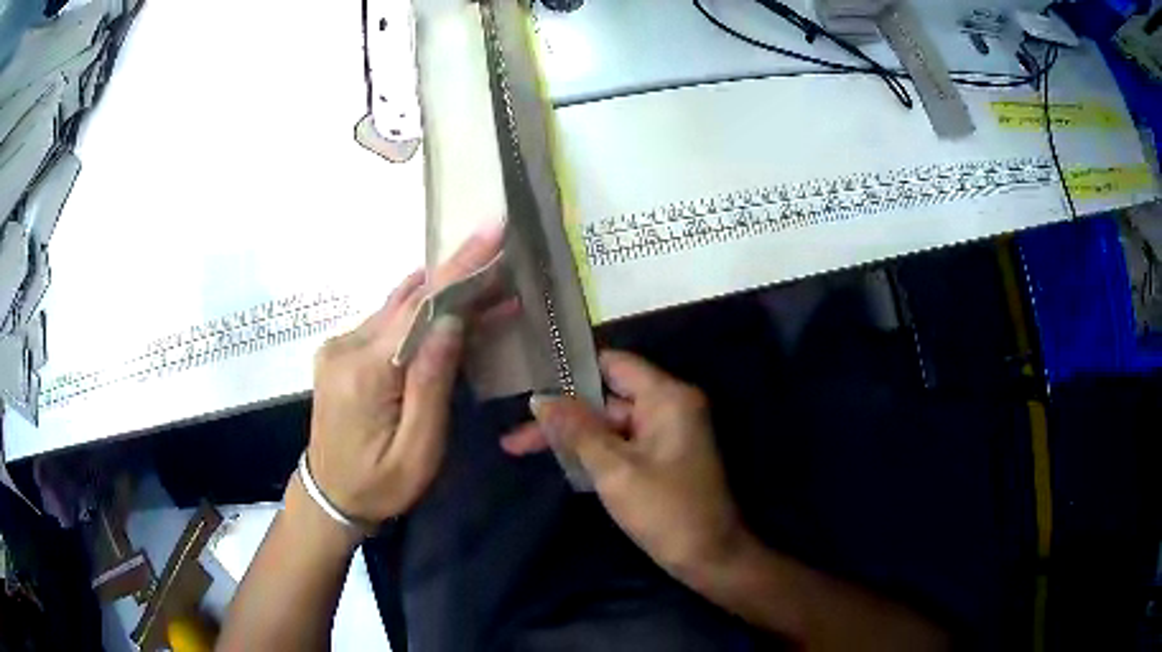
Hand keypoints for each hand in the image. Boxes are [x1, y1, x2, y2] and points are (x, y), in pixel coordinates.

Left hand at [306, 223, 502, 524]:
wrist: (329, 496)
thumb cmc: (379, 485)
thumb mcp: (418, 450)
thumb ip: (432, 384)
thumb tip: (451, 320)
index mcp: (364, 373)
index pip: (418, 309)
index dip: (459, 269)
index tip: (492, 231)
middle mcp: (345, 346)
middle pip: (408, 300)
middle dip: (457, 279)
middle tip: (501, 263)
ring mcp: (338, 345)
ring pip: (397, 307)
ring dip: (440, 296)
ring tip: (485, 289)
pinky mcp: (340, 350)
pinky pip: (386, 321)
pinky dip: (419, 314)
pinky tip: (445, 314)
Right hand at [501, 351, 746, 577]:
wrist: (711, 558)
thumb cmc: (666, 512)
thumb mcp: (615, 470)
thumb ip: (577, 431)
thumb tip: (541, 400)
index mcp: (667, 397)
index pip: (613, 364)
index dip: (572, 371)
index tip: (531, 383)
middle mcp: (669, 406)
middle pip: (605, 399)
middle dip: (562, 416)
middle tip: (514, 439)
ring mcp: (666, 433)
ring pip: (610, 425)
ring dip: (572, 437)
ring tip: (519, 448)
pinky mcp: (662, 458)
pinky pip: (621, 444)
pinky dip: (592, 451)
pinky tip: (558, 460)